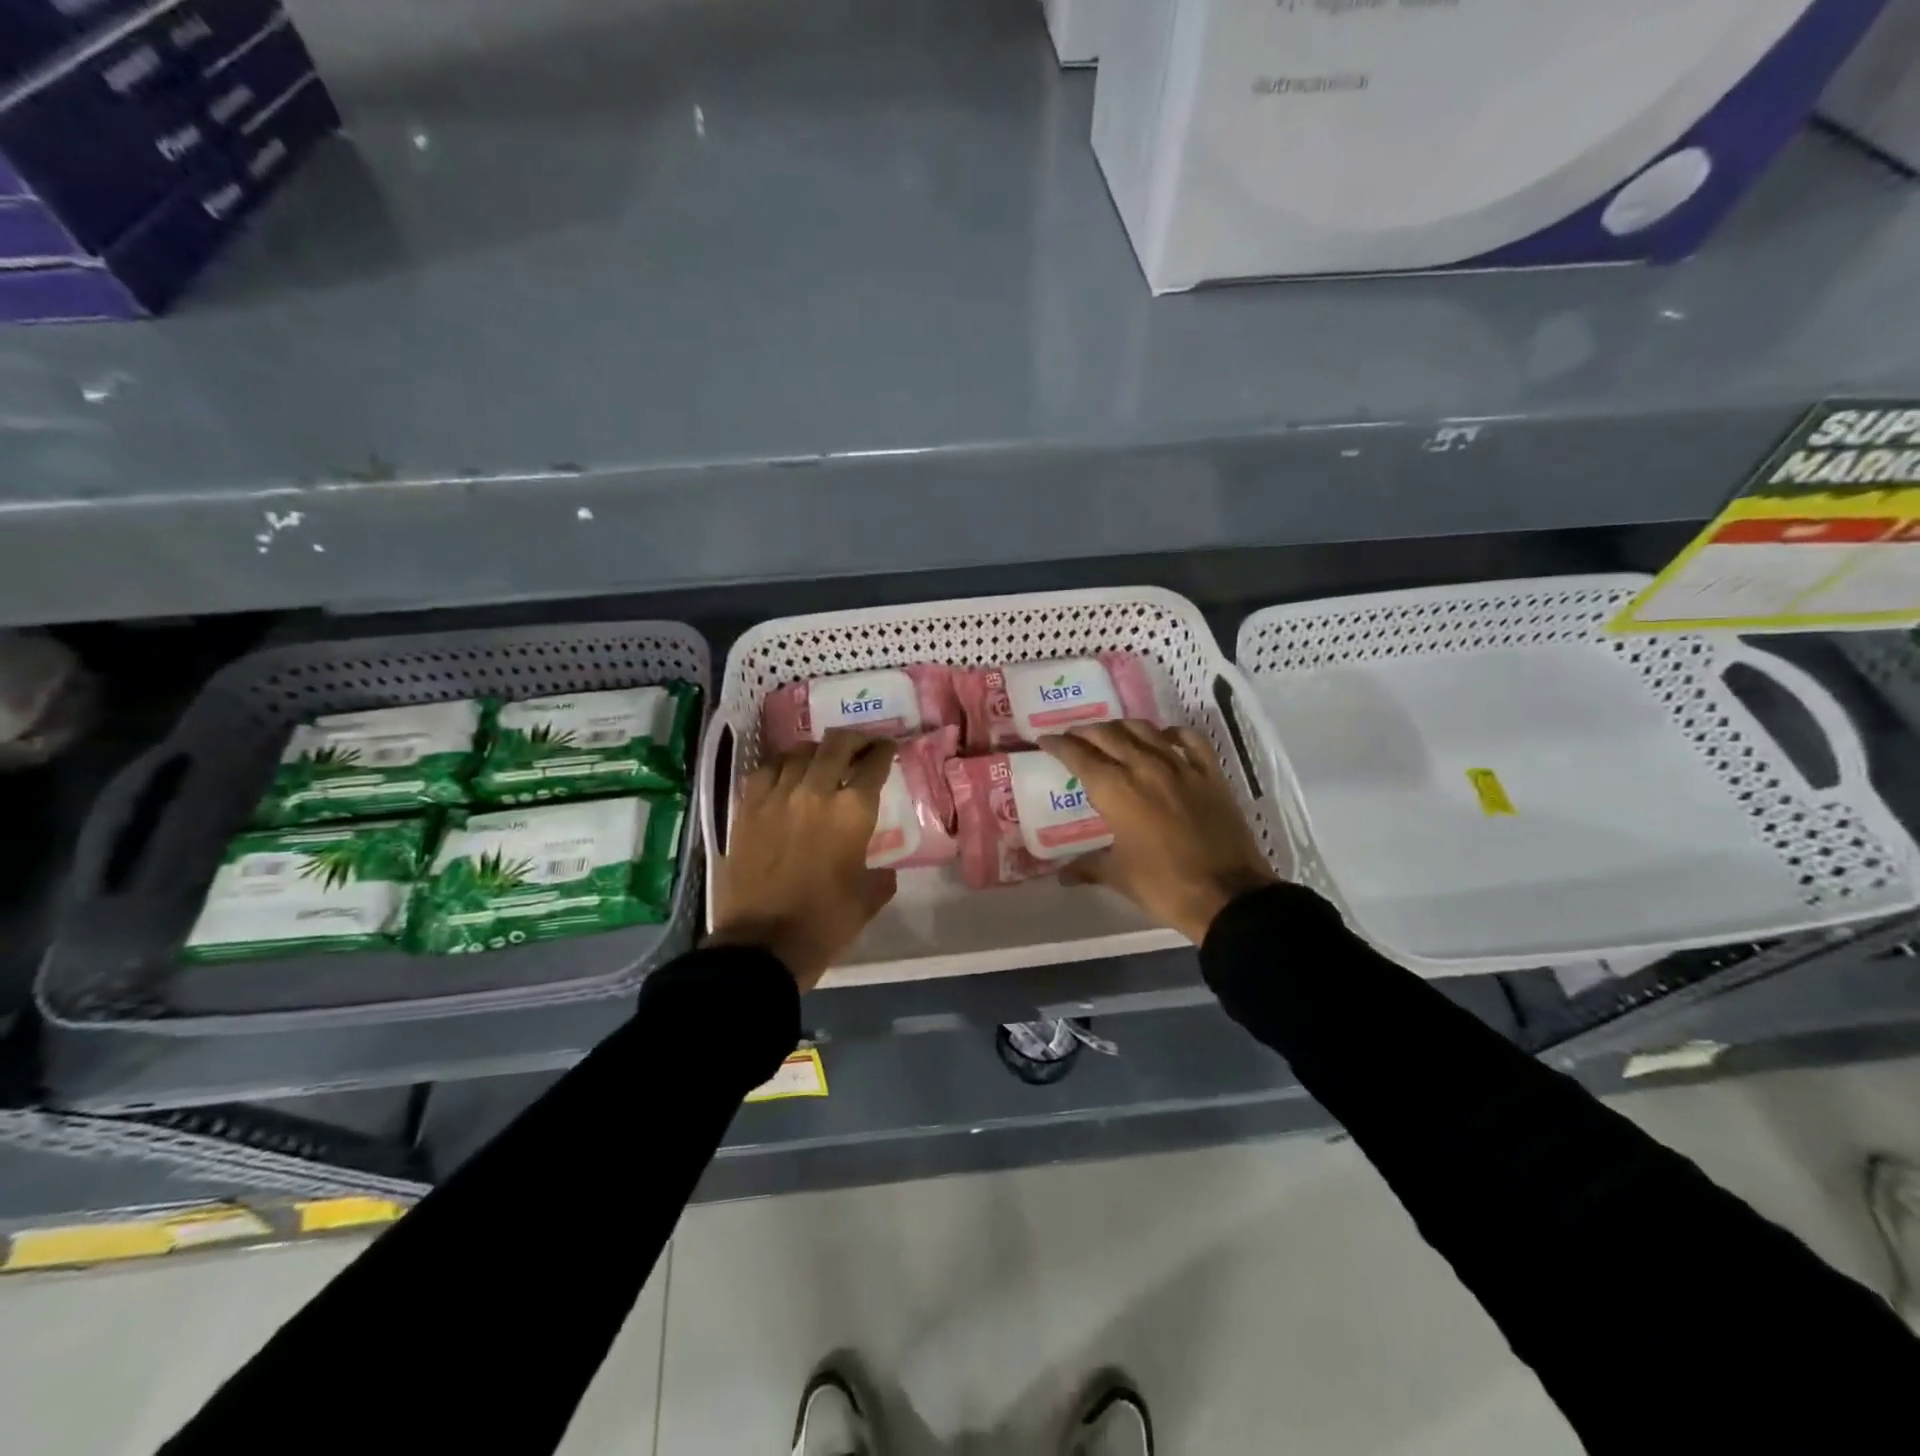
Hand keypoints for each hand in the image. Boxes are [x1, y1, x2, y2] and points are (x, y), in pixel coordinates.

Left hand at [711, 730, 898, 990]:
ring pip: (798, 752)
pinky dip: (781, 765)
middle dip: (854, 739)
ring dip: (817, 751)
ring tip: (822, 758)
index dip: (884, 751)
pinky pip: (765, 770)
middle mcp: (815, 791)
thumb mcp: (868, 899)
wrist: (761, 945)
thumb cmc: (824, 923)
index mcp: (852, 811)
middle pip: (836, 745)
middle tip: (861, 745)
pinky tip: (785, 773)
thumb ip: (881, 874)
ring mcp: (776, 797)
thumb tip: (883, 868)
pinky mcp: (747, 809)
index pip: (874, 764)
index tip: (888, 748)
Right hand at [1040, 720, 1278, 943]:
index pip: (1079, 756)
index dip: (1058, 745)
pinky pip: (1190, 740)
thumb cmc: (1164, 886)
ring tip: (1111, 734)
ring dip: (1122, 727)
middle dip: (1086, 732)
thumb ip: (1087, 867)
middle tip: (1073, 736)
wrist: (1228, 896)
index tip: (1045, 740)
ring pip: (1145, 730)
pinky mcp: (1210, 774)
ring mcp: (1181, 767)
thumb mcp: (1119, 876)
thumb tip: (1062, 875)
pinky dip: (1172, 733)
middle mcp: (1145, 767)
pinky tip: (1164, 737)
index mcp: (1116, 790)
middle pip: (1108, 735)